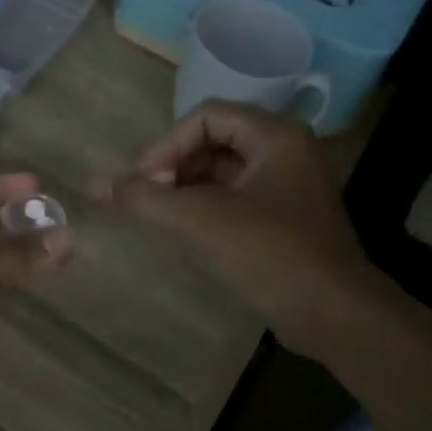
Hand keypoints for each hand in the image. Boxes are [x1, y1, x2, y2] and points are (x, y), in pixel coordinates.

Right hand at [107, 102, 385, 359]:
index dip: (168, 144)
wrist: (335, 314)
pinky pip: (233, 195)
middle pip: (213, 140)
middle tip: (149, 199)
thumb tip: (97, 184)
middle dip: (174, 164)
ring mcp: (286, 185)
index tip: (144, 182)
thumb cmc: (273, 254)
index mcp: (276, 136)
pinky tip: (184, 229)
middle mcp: (285, 151)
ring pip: (221, 169)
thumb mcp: (203, 221)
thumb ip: (147, 198)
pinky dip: (204, 205)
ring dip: (185, 186)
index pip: (206, 116)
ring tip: (160, 215)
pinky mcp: (283, 216)